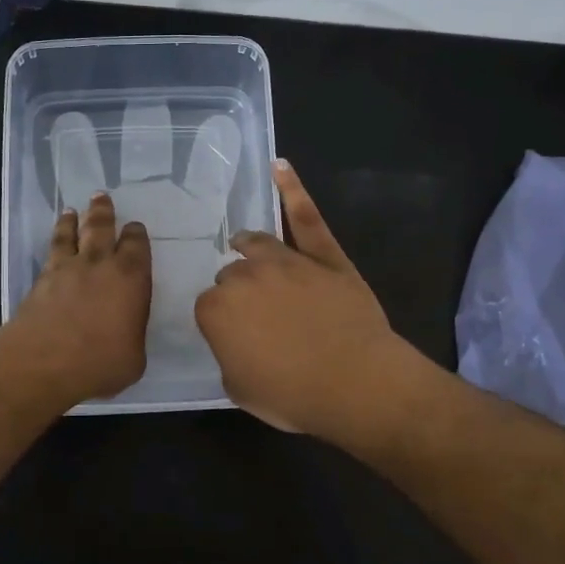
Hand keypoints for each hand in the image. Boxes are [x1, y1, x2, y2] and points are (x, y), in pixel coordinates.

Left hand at [9, 192, 150, 403]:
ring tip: (71, 210)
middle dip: (103, 211)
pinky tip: (54, 242)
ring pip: (71, 234)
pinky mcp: (41, 280)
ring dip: (72, 220)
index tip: (134, 227)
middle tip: (101, 196)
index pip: (137, 246)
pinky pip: (51, 251)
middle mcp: (100, 264)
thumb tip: (126, 333)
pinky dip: (54, 240)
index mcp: (131, 278)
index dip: (136, 235)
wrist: (44, 361)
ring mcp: (67, 269)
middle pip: (101, 228)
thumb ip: (132, 335)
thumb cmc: (101, 361)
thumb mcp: (134, 357)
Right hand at [195, 160, 417, 434]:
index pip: (209, 307)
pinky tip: (280, 168)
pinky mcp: (324, 256)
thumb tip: (237, 342)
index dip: (223, 323)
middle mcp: (245, 276)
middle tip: (256, 316)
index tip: (237, 337)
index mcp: (216, 309)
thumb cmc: (292, 395)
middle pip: (233, 275)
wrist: (355, 383)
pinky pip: (306, 218)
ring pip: (258, 245)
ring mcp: (287, 261)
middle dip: (240, 291)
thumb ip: (229, 356)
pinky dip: (293, 190)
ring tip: (245, 246)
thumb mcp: (240, 389)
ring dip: (250, 248)